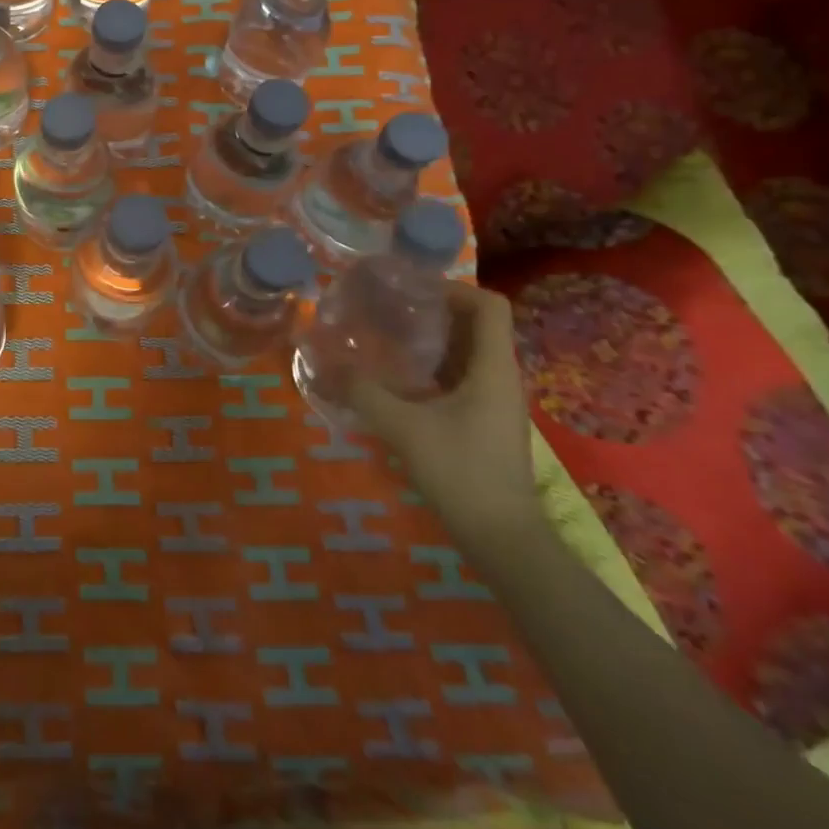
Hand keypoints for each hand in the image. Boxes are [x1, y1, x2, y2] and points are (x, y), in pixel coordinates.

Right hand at [340, 282, 541, 546]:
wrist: (502, 539)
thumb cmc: (461, 472)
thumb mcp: (404, 427)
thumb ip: (363, 391)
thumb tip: (325, 361)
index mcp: (494, 368)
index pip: (490, 305)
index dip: (455, 289)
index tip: (411, 290)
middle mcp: (501, 377)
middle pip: (476, 325)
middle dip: (434, 311)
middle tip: (389, 308)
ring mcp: (496, 402)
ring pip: (468, 352)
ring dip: (432, 339)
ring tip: (387, 336)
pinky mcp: (485, 422)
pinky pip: (462, 377)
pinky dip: (433, 367)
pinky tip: (399, 379)